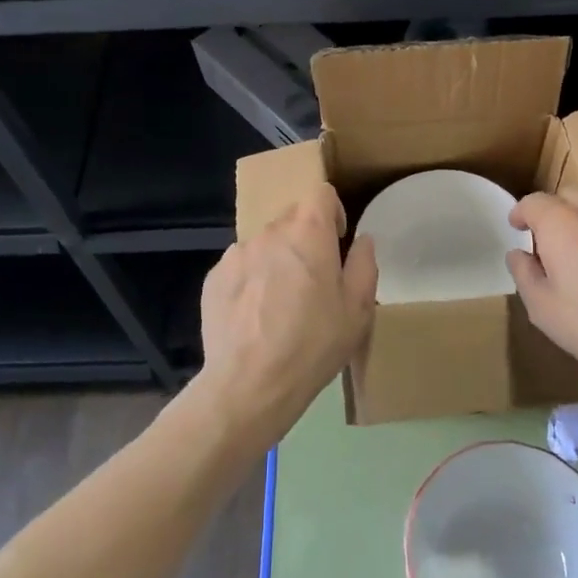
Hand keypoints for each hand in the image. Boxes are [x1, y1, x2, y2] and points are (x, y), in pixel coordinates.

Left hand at [195, 185, 377, 448]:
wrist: (249, 384)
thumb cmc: (313, 344)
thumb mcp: (357, 310)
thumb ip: (363, 265)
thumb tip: (362, 240)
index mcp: (308, 233)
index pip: (320, 193)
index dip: (332, 212)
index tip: (336, 241)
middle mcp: (269, 233)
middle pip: (291, 218)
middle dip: (305, 239)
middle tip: (313, 281)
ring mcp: (236, 254)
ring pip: (264, 244)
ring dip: (276, 261)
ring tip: (280, 305)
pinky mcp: (213, 278)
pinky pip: (240, 268)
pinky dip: (250, 281)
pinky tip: (254, 318)